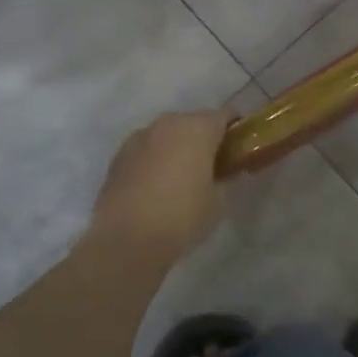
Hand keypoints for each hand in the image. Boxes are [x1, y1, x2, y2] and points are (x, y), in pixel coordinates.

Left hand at [90, 110, 233, 261]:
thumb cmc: (183, 216)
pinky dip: (155, 160)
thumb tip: (223, 173)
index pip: (225, 116)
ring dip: (176, 148)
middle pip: (193, 122)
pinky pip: (146, 150)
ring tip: (181, 176)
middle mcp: (167, 124)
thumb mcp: (218, 201)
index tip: (239, 147)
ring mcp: (139, 138)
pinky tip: (156, 185)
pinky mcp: (118, 156)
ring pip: (166, 135)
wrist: (126, 240)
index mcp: (198, 128)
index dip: (235, 129)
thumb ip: (225, 179)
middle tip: (212, 164)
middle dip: (204, 138)